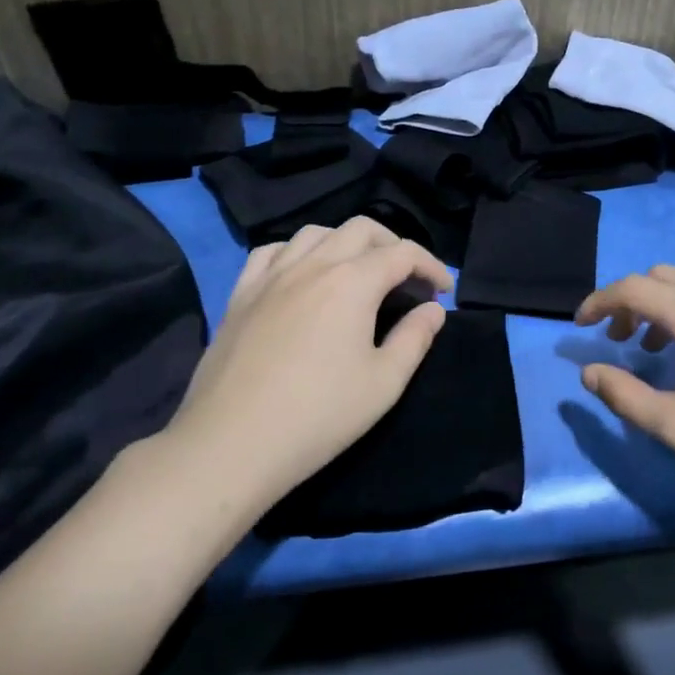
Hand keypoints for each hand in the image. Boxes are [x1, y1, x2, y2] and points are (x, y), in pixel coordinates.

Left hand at [160, 218, 452, 524]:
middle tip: (407, 278)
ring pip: (315, 233)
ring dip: (346, 242)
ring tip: (357, 272)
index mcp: (353, 282)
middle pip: (362, 229)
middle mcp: (313, 265)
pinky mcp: (240, 295)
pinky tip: (302, 273)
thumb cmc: (318, 416)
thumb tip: (433, 310)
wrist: (230, 445)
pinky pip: (271, 252)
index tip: (444, 291)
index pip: (403, 253)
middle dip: (393, 245)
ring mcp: (271, 276)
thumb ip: (415, 339)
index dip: (431, 266)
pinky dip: (297, 252)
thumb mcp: (384, 384)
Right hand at [574, 266, 674, 497]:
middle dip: (634, 301)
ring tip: (661, 351)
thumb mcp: (674, 425)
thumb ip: (623, 395)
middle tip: (621, 340)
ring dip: (668, 308)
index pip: (633, 288)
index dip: (600, 302)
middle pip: (664, 277)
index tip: (581, 324)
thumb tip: (590, 373)